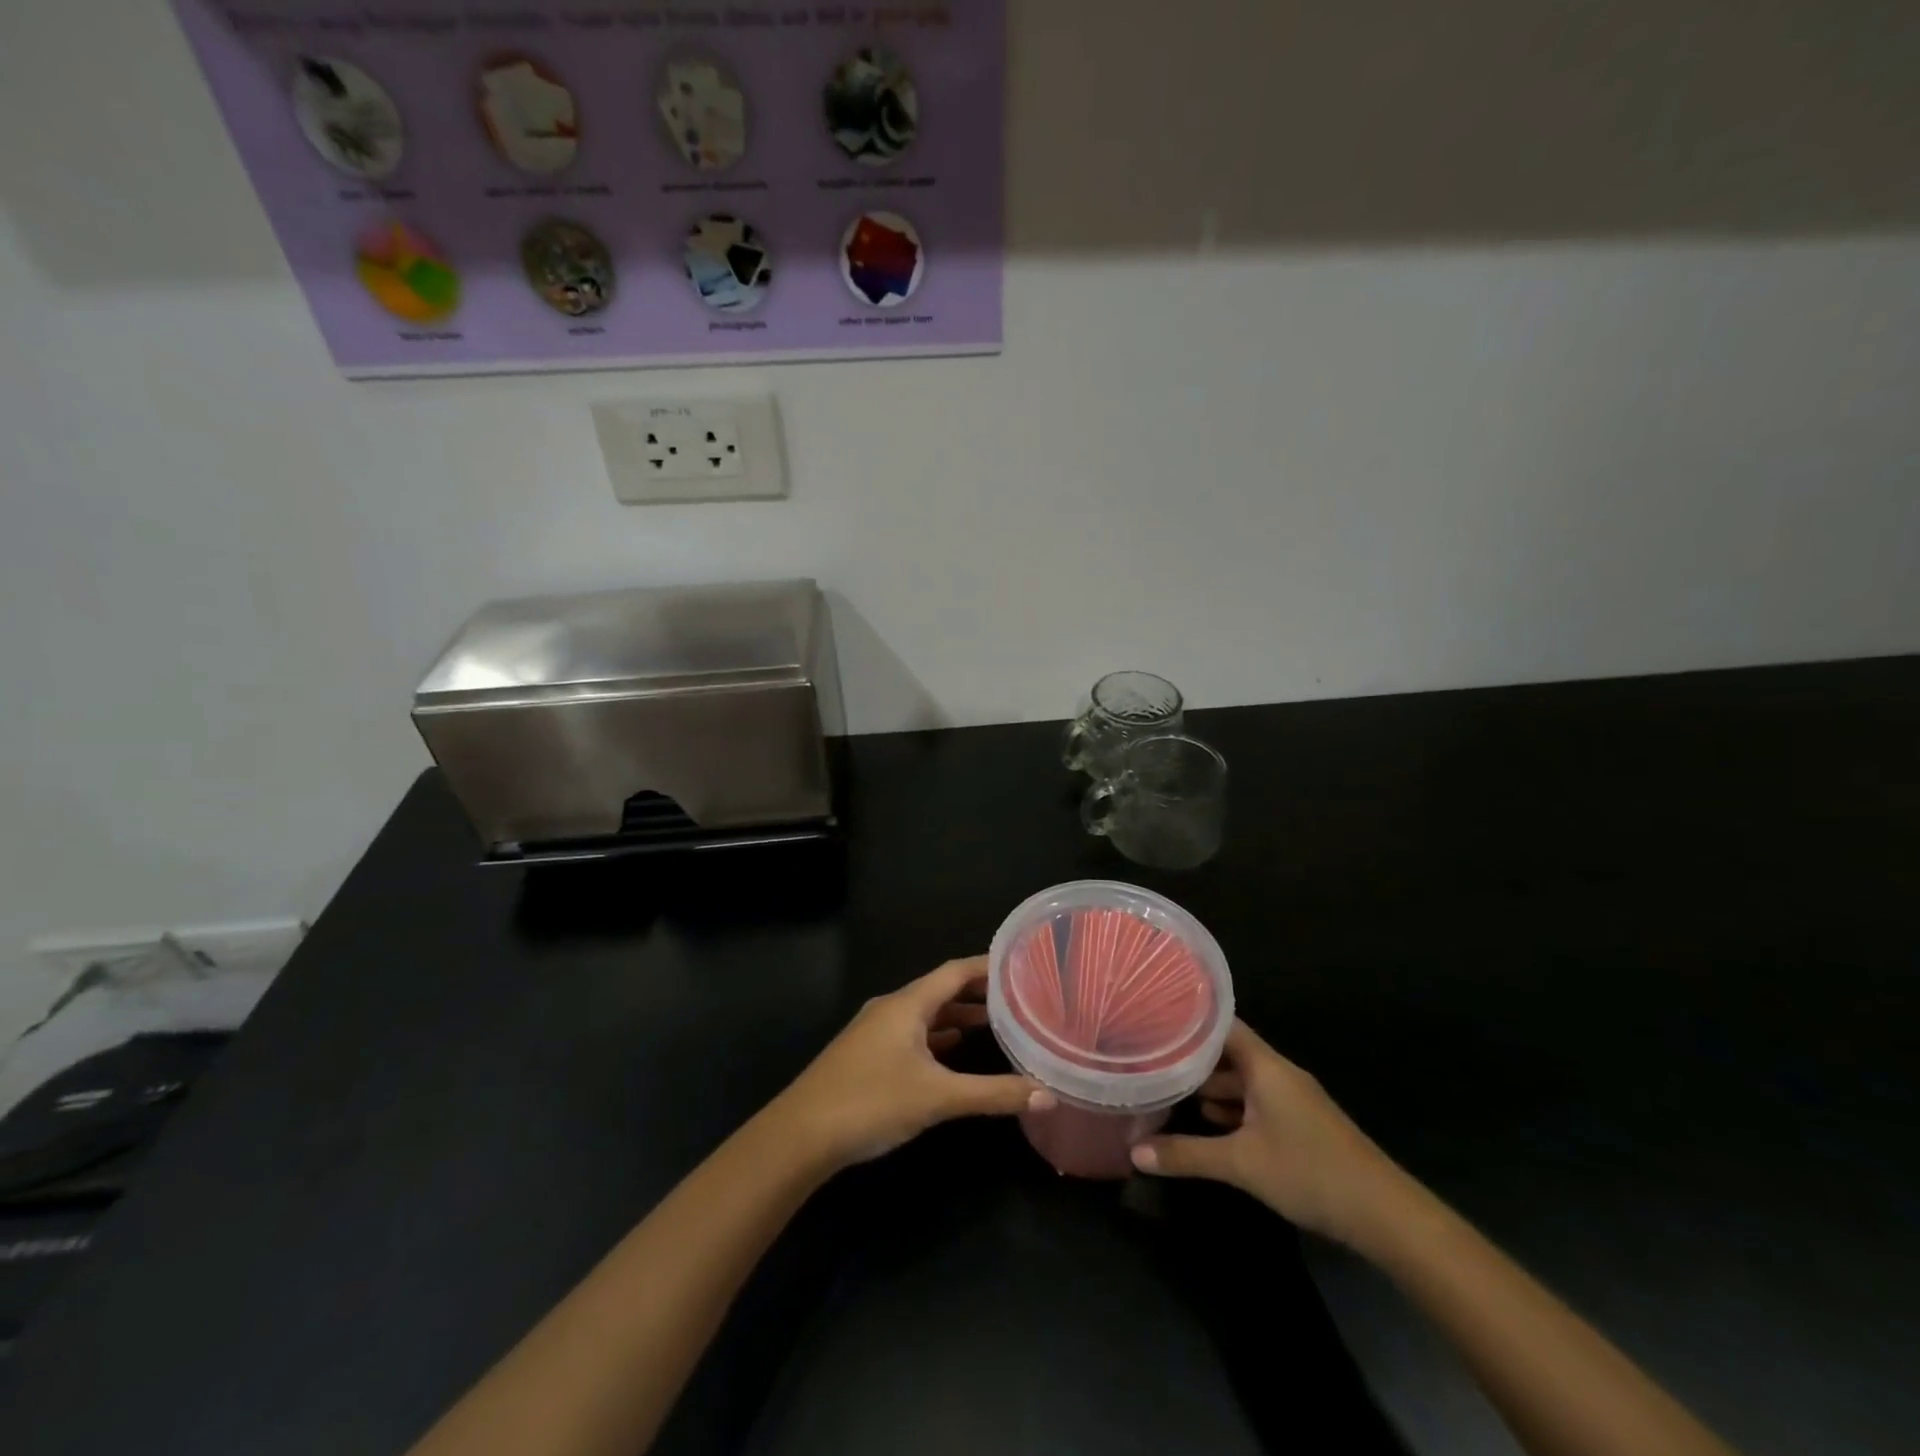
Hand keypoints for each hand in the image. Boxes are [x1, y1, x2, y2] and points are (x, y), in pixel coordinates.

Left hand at [768, 956, 1054, 1171]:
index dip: (987, 967)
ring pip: (925, 1014)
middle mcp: (891, 1008)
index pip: (955, 971)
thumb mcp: (937, 1098)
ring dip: (957, 1015)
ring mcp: (876, 1032)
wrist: (799, 1135)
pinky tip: (954, 1053)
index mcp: (907, 1004)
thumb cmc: (870, 1102)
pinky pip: (912, 1034)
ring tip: (995, 1022)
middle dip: (977, 992)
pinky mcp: (867, 1055)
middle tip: (1018, 996)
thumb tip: (1047, 1093)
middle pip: (941, 989)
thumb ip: (992, 1094)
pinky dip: (938, 1037)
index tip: (1021, 965)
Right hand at [1130, 1020, 1407, 1247]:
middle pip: (1229, 1052)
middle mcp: (1278, 1073)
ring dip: (1211, 1085)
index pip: (1221, 1024)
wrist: (1385, 1215)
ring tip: (1169, 1087)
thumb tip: (1134, 1153)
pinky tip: (1208, 1122)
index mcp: (1265, 1065)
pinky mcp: (1300, 1123)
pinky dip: (1231, 1107)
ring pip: (1242, 1080)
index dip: (1188, 1019)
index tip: (1154, 1018)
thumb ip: (1186, 1154)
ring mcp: (1292, 1099)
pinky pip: (1256, 1101)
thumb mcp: (1241, 1163)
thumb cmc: (1310, 1171)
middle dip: (1192, 1056)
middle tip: (1150, 1056)